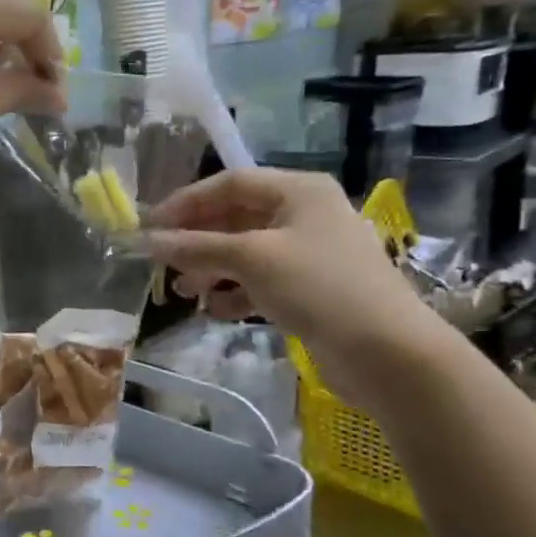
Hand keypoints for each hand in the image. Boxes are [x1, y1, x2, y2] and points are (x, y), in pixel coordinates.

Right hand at [145, 169, 444, 417]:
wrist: (386, 352)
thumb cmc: (319, 287)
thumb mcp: (251, 259)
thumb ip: (197, 247)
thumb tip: (149, 241)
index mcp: (298, 190)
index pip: (229, 184)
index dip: (186, 203)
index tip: (150, 227)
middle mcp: (304, 214)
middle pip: (236, 217)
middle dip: (197, 240)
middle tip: (163, 262)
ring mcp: (309, 253)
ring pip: (246, 252)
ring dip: (211, 268)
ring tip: (185, 291)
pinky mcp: (311, 289)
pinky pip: (261, 281)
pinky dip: (235, 293)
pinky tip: (215, 311)